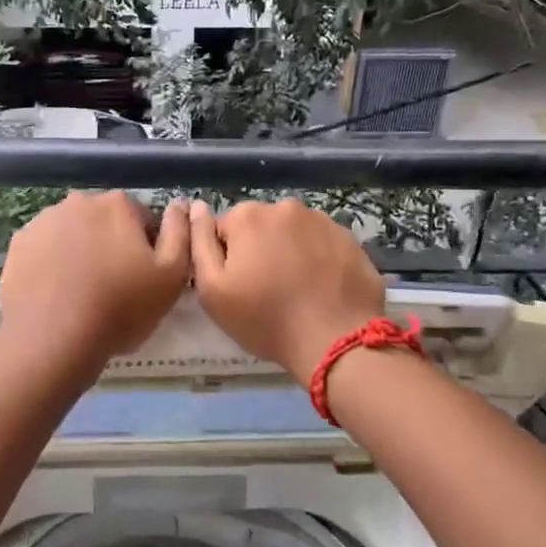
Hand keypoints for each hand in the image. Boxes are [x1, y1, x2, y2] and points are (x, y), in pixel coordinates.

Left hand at [0, 192, 189, 373]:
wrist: (52, 339)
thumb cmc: (120, 308)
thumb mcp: (172, 276)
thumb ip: (181, 233)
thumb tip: (180, 205)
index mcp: (118, 204)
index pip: (144, 221)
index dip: (148, 251)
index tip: (144, 280)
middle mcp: (79, 202)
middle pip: (106, 224)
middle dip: (112, 247)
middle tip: (115, 289)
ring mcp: (43, 221)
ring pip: (73, 234)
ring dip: (81, 253)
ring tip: (82, 294)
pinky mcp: (18, 244)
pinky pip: (45, 250)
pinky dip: (53, 264)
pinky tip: (56, 294)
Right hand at [188, 198, 385, 377]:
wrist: (334, 339)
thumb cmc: (265, 318)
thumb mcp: (212, 289)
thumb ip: (198, 243)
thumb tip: (196, 208)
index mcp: (248, 216)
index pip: (225, 230)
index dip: (227, 258)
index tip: (238, 285)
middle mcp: (285, 207)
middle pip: (261, 227)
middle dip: (260, 250)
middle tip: (267, 290)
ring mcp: (322, 220)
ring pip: (293, 233)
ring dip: (290, 252)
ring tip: (297, 290)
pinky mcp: (349, 238)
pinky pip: (323, 244)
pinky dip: (318, 259)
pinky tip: (321, 288)